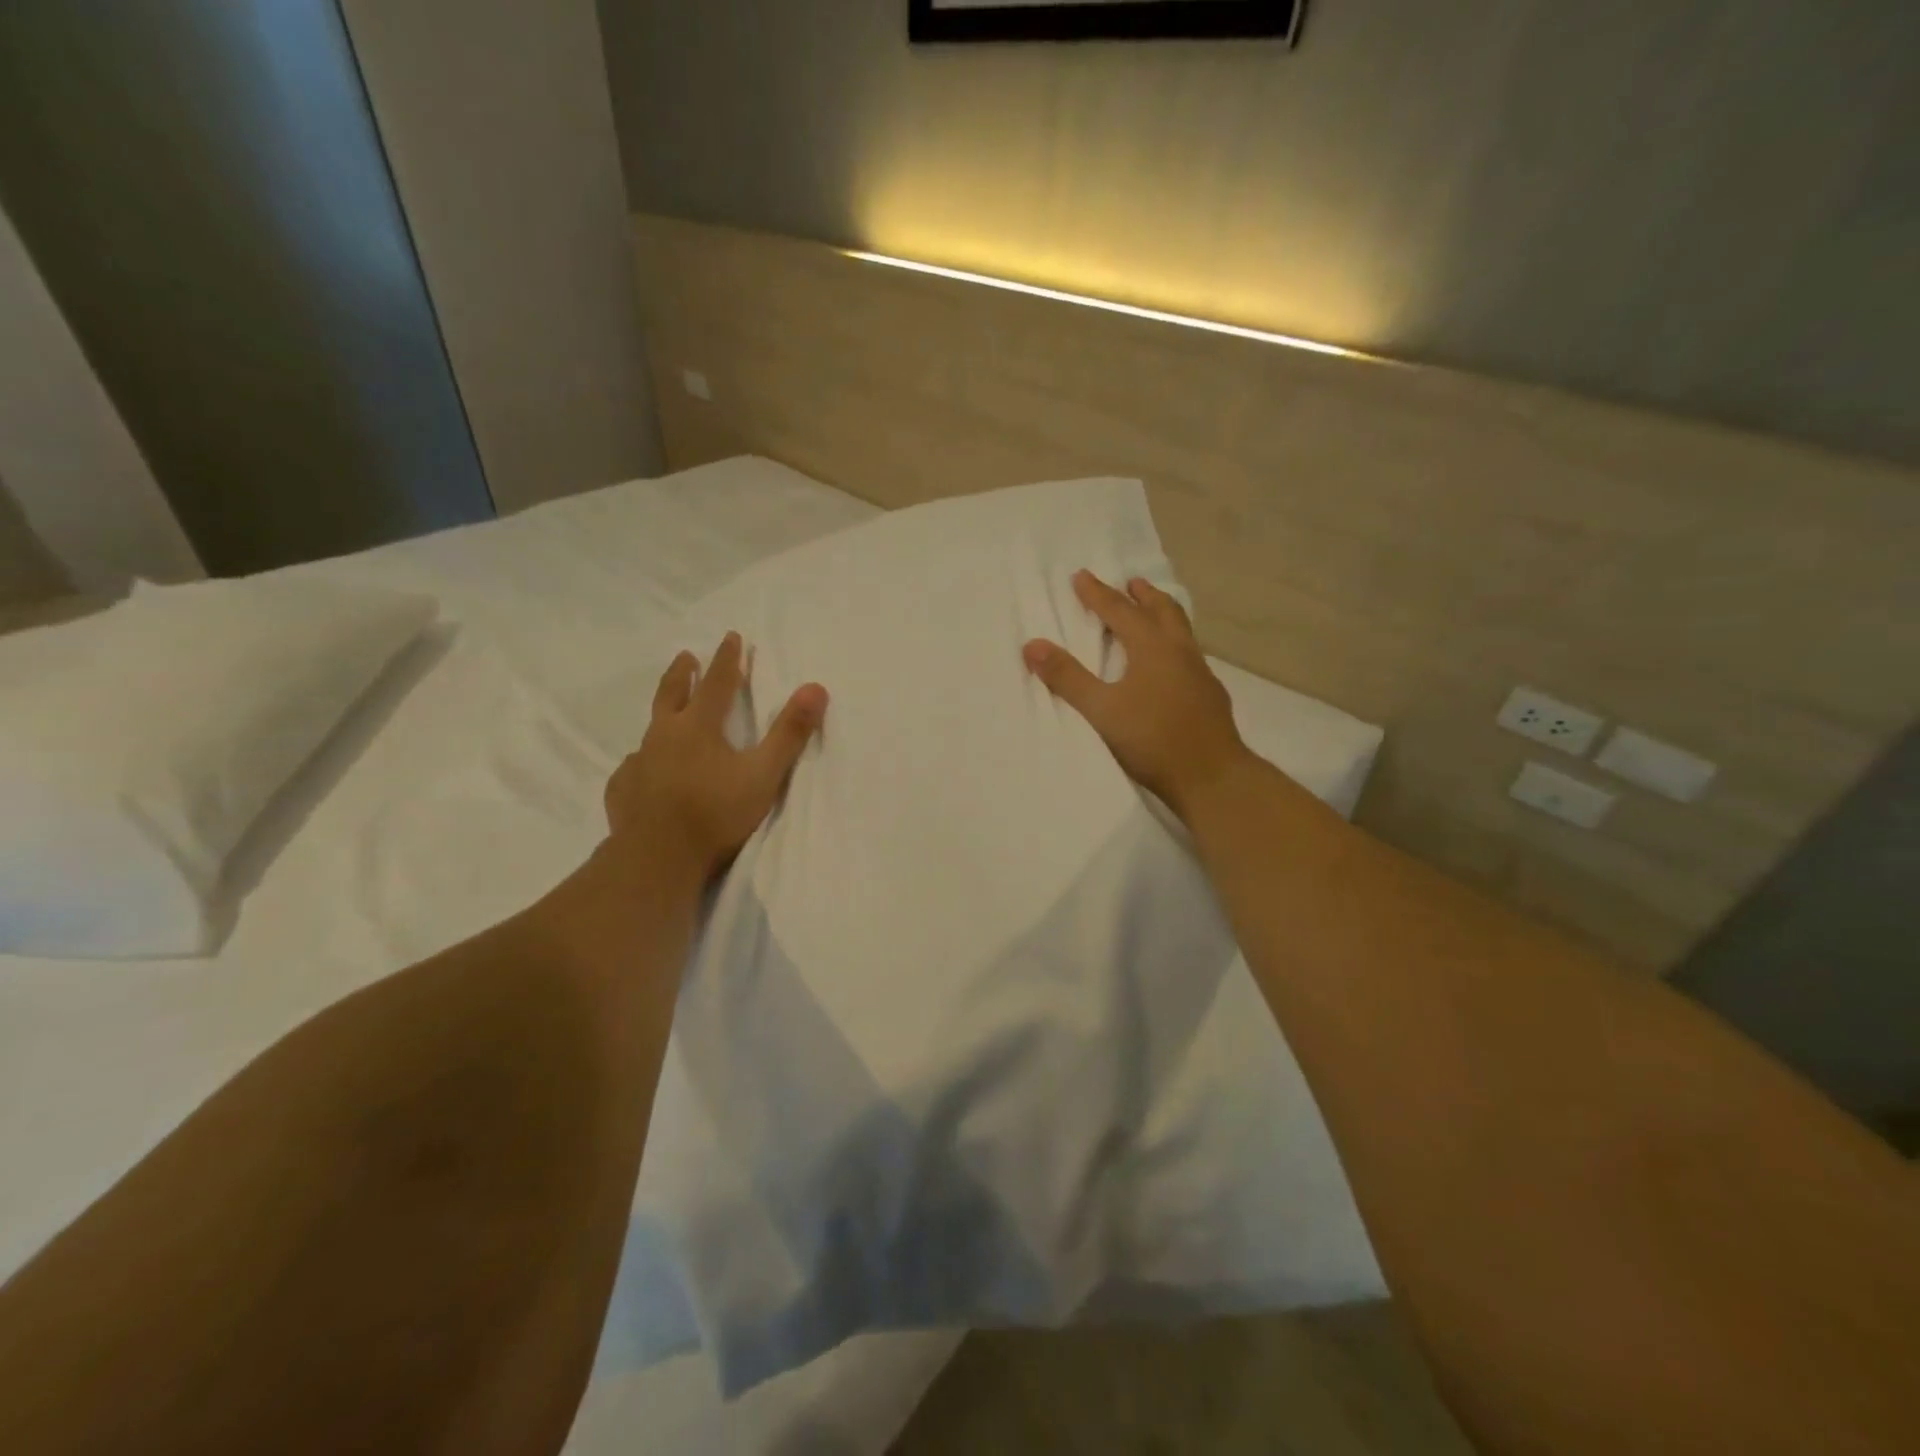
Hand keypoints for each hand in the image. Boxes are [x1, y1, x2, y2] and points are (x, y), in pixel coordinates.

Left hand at [603, 632, 827, 878]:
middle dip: (682, 672)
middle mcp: (663, 736)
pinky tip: (645, 772)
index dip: (727, 659)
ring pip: (650, 730)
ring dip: (662, 716)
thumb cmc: (715, 813)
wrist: (657, 858)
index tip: (731, 637)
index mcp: (698, 727)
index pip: (716, 682)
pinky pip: (633, 767)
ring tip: (666, 717)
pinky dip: (644, 761)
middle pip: (672, 694)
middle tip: (685, 656)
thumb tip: (816, 688)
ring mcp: (638, 762)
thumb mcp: (763, 774)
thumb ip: (790, 733)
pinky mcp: (623, 789)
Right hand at [1024, 571, 1252, 821]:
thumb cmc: (1153, 740)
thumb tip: (1032, 645)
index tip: (1081, 576)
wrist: (1212, 777)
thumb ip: (1068, 678)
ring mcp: (1201, 673)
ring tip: (1153, 614)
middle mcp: (1180, 652)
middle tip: (1131, 583)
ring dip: (1163, 615)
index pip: (1120, 611)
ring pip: (1181, 631)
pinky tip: (1171, 665)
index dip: (1098, 594)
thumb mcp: (1102, 710)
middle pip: (1163, 611)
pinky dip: (1175, 645)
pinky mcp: (1211, 696)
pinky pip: (1190, 655)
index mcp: (1153, 648)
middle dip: (1143, 595)